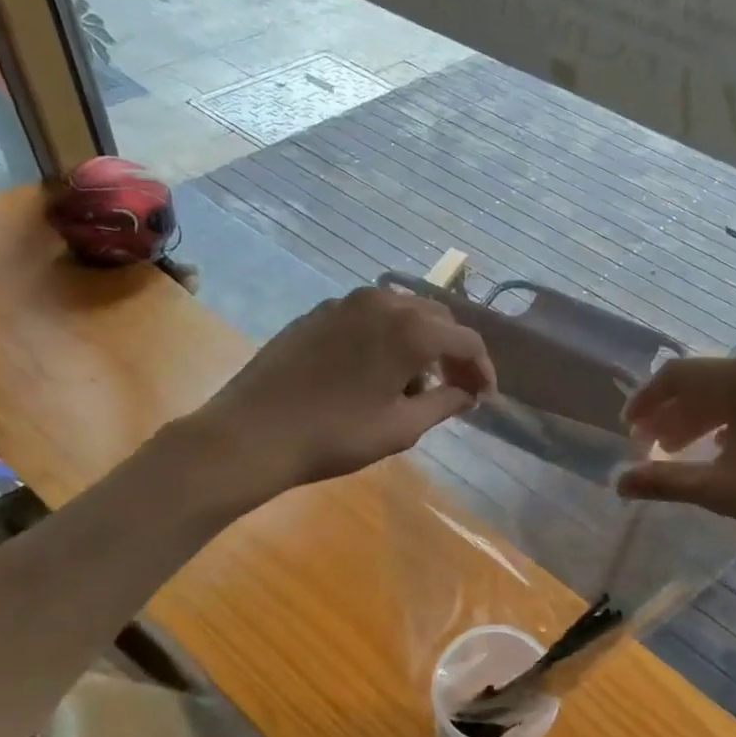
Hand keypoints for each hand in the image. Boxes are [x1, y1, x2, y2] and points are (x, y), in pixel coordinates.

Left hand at [189, 288, 494, 499]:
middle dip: (452, 353)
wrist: (251, 433)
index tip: (484, 398)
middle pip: (437, 320)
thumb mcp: (401, 427)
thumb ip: (445, 403)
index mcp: (411, 328)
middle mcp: (383, 302)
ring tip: (411, 385)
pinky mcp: (319, 312)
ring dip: (419, 343)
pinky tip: (374, 372)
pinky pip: (369, 317)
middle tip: (455, 388)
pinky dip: (386, 337)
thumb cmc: (335, 435)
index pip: (466, 341)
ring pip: (402, 313)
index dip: (482, 369)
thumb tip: (469, 393)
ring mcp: (347, 302)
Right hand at [617, 358, 735, 544]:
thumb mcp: (723, 490)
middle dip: (670, 413)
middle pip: (702, 382)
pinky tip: (724, 452)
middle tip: (650, 447)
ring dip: (698, 418)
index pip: (678, 375)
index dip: (646, 400)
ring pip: (729, 392)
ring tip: (680, 452)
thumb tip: (618, 482)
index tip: (629, 430)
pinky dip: (728, 421)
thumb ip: (667, 482)